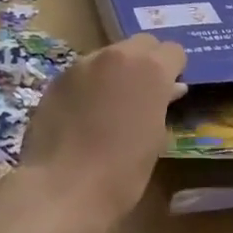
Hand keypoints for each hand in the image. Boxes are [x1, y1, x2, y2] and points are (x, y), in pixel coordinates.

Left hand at [17, 34, 186, 232]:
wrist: (63, 188)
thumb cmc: (123, 171)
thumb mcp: (156, 138)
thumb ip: (163, 104)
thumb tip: (170, 89)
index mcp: (151, 69)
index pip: (173, 51)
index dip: (174, 70)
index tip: (170, 92)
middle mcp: (118, 55)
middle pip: (141, 44)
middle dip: (147, 62)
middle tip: (144, 94)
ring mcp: (83, 64)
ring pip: (109, 55)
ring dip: (116, 71)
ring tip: (110, 106)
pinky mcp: (57, 79)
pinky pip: (83, 72)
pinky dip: (89, 85)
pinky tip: (83, 114)